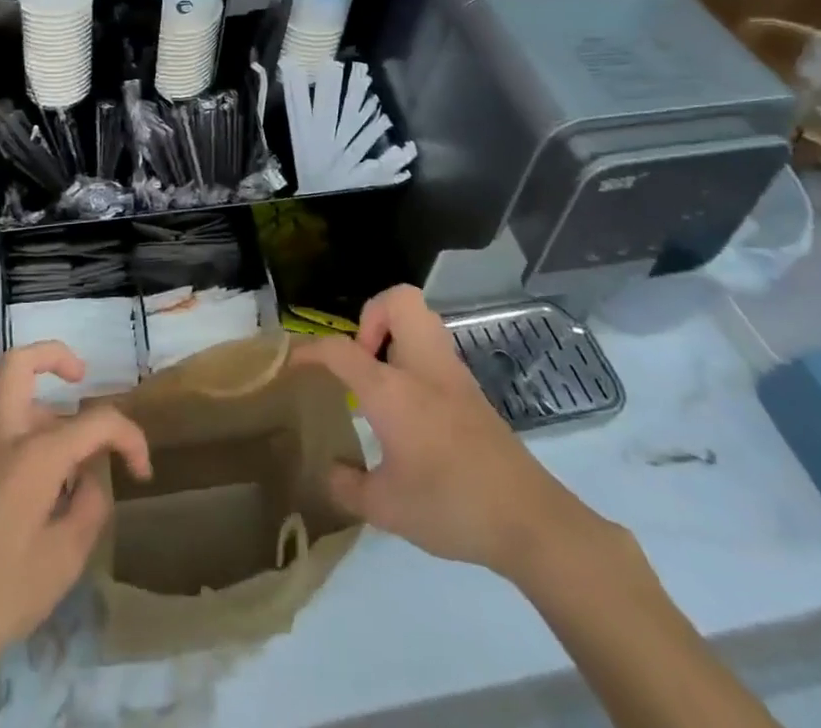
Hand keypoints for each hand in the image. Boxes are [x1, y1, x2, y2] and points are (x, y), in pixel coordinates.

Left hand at [0, 345, 151, 727]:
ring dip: (51, 415)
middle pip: (19, 365)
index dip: (129, 437)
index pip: (96, 421)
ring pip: (17, 403)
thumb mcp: (67, 556)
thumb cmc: (3, 594)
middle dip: (55, 356)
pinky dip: (35, 445)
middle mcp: (4, 439)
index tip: (142, 472)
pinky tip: (50, 496)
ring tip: (78, 468)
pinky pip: (9, 439)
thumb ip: (91, 504)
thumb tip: (90, 477)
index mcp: (34, 453)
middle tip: (82, 378)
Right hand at [296, 286, 609, 583]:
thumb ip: (349, 487)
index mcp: (392, 388)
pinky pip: (434, 350)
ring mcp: (452, 373)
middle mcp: (422, 366)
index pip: (340, 350)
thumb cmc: (451, 505)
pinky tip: (409, 408)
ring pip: (421, 319)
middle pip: (398, 300)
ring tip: (380, 381)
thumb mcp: (387, 509)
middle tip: (362, 359)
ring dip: (394, 334)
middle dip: (371, 316)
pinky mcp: (472, 390)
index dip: (309, 350)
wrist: (529, 520)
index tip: (291, 362)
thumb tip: (330, 472)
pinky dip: (414, 359)